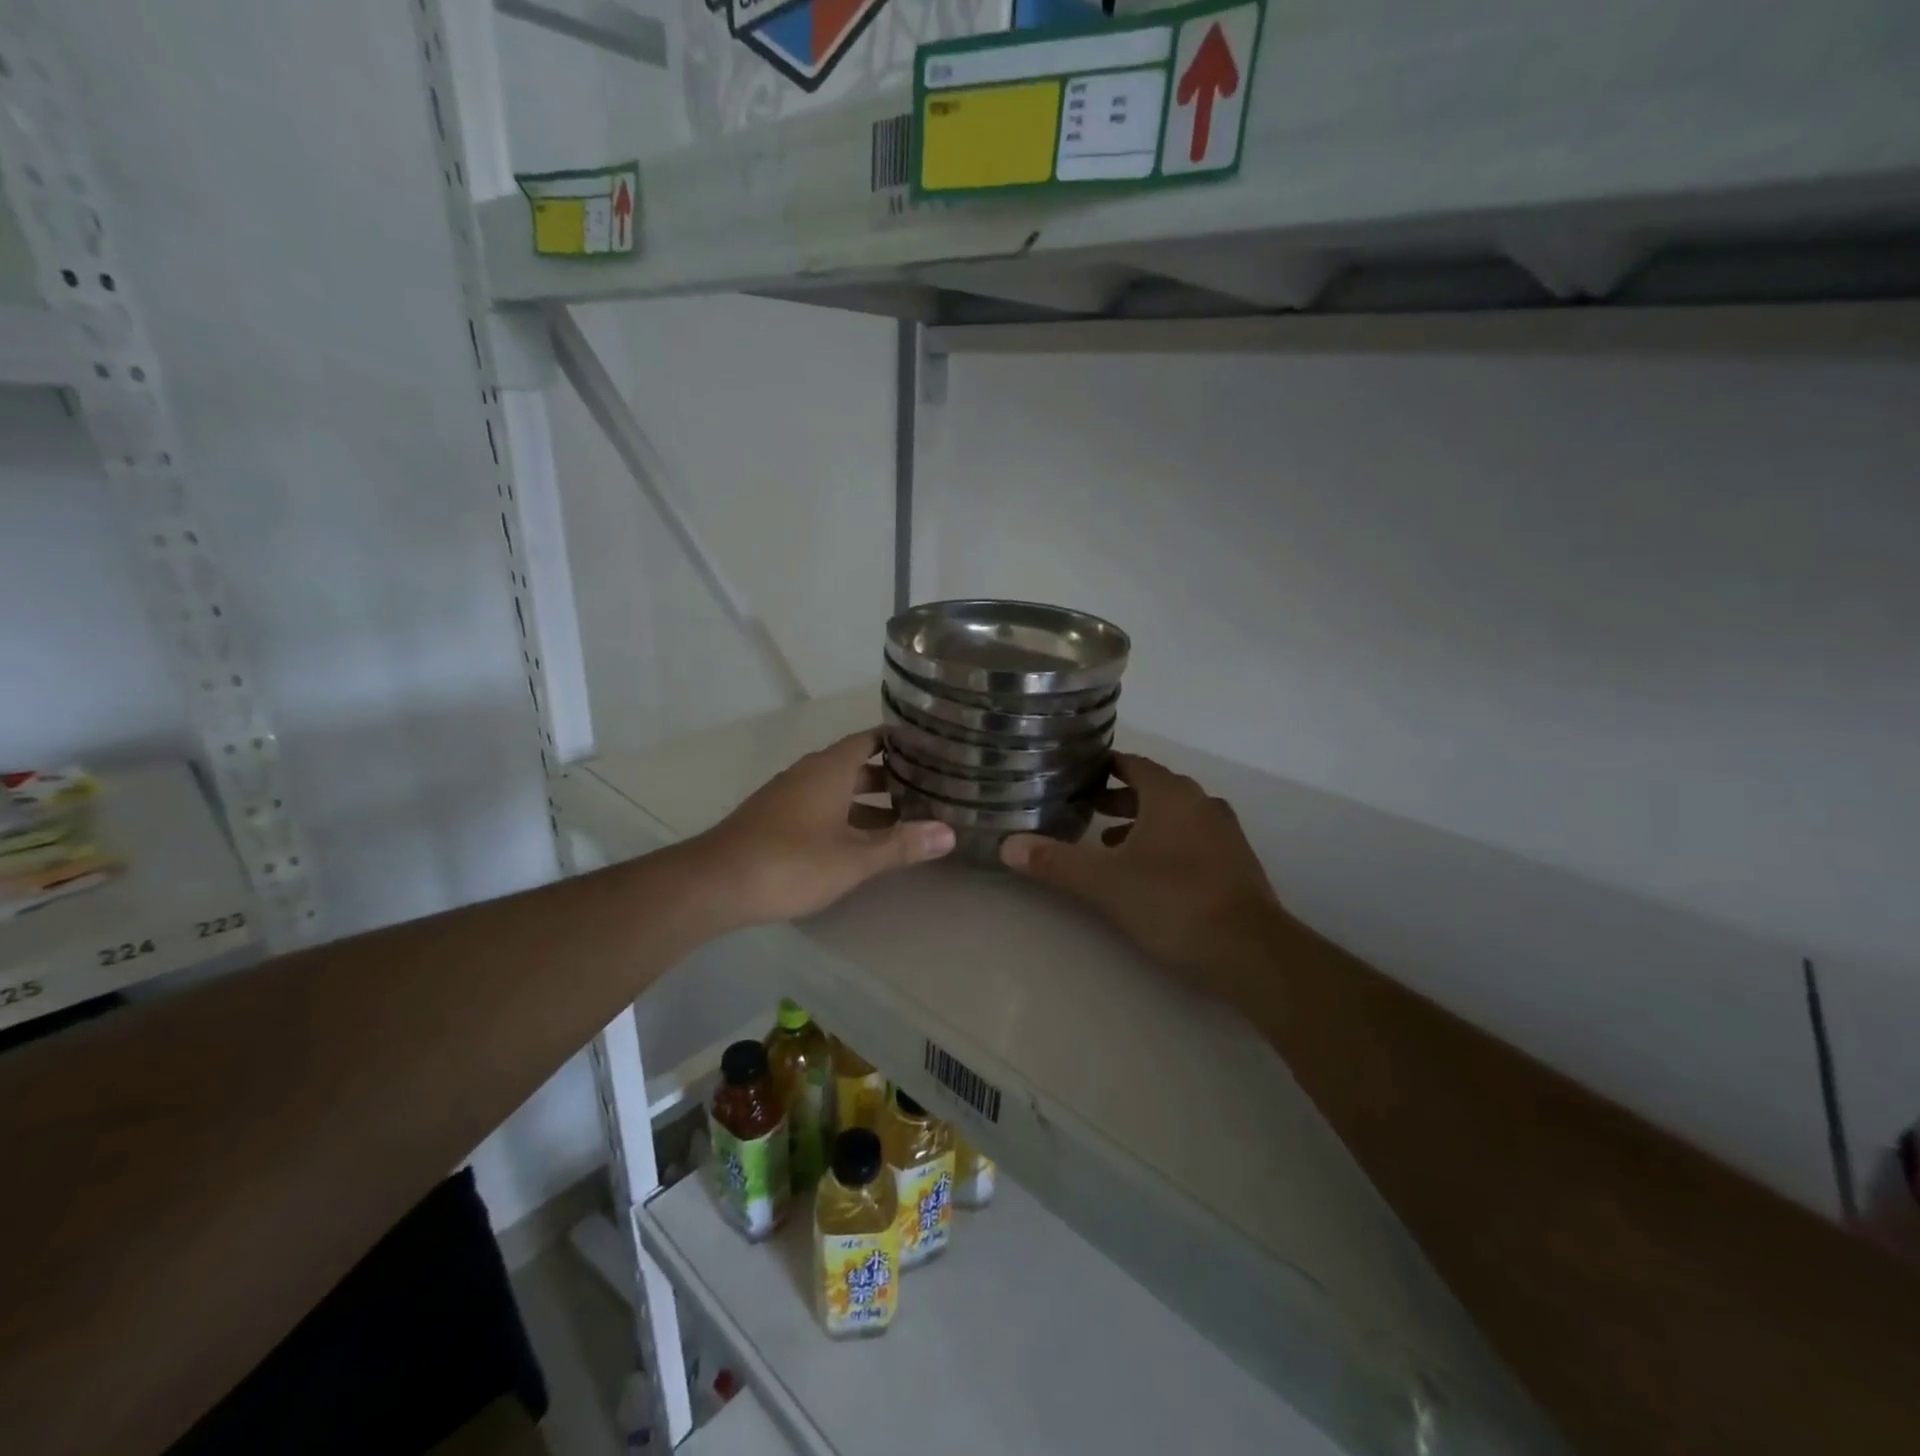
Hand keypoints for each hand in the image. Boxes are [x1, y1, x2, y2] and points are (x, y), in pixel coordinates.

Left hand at [693, 728, 954, 925]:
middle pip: (855, 765)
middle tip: (926, 787)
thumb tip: (950, 833)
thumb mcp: (854, 858)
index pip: (870, 739)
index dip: (898, 741)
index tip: (929, 747)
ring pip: (836, 789)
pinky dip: (844, 815)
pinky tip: (858, 840)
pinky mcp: (774, 819)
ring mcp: (788, 796)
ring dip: (867, 800)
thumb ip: (901, 845)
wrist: (715, 883)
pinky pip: (819, 805)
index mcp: (830, 769)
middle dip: (889, 776)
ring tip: (903, 818)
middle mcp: (809, 773)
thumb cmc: (791, 862)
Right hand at [1000, 753, 1282, 1000]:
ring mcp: (1224, 834)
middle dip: (1118, 798)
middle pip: (1153, 790)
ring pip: (1174, 817)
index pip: (1132, 764)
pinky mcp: (1235, 864)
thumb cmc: (1173, 902)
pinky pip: (1191, 840)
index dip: (1103, 766)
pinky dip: (1165, 845)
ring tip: (1107, 844)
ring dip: (1141, 824)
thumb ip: (1056, 862)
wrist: (1251, 952)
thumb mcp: (1105, 883)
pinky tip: (1146, 874)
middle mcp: (1201, 804)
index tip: (1075, 774)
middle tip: (1084, 808)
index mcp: (1172, 795)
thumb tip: (1007, 845)